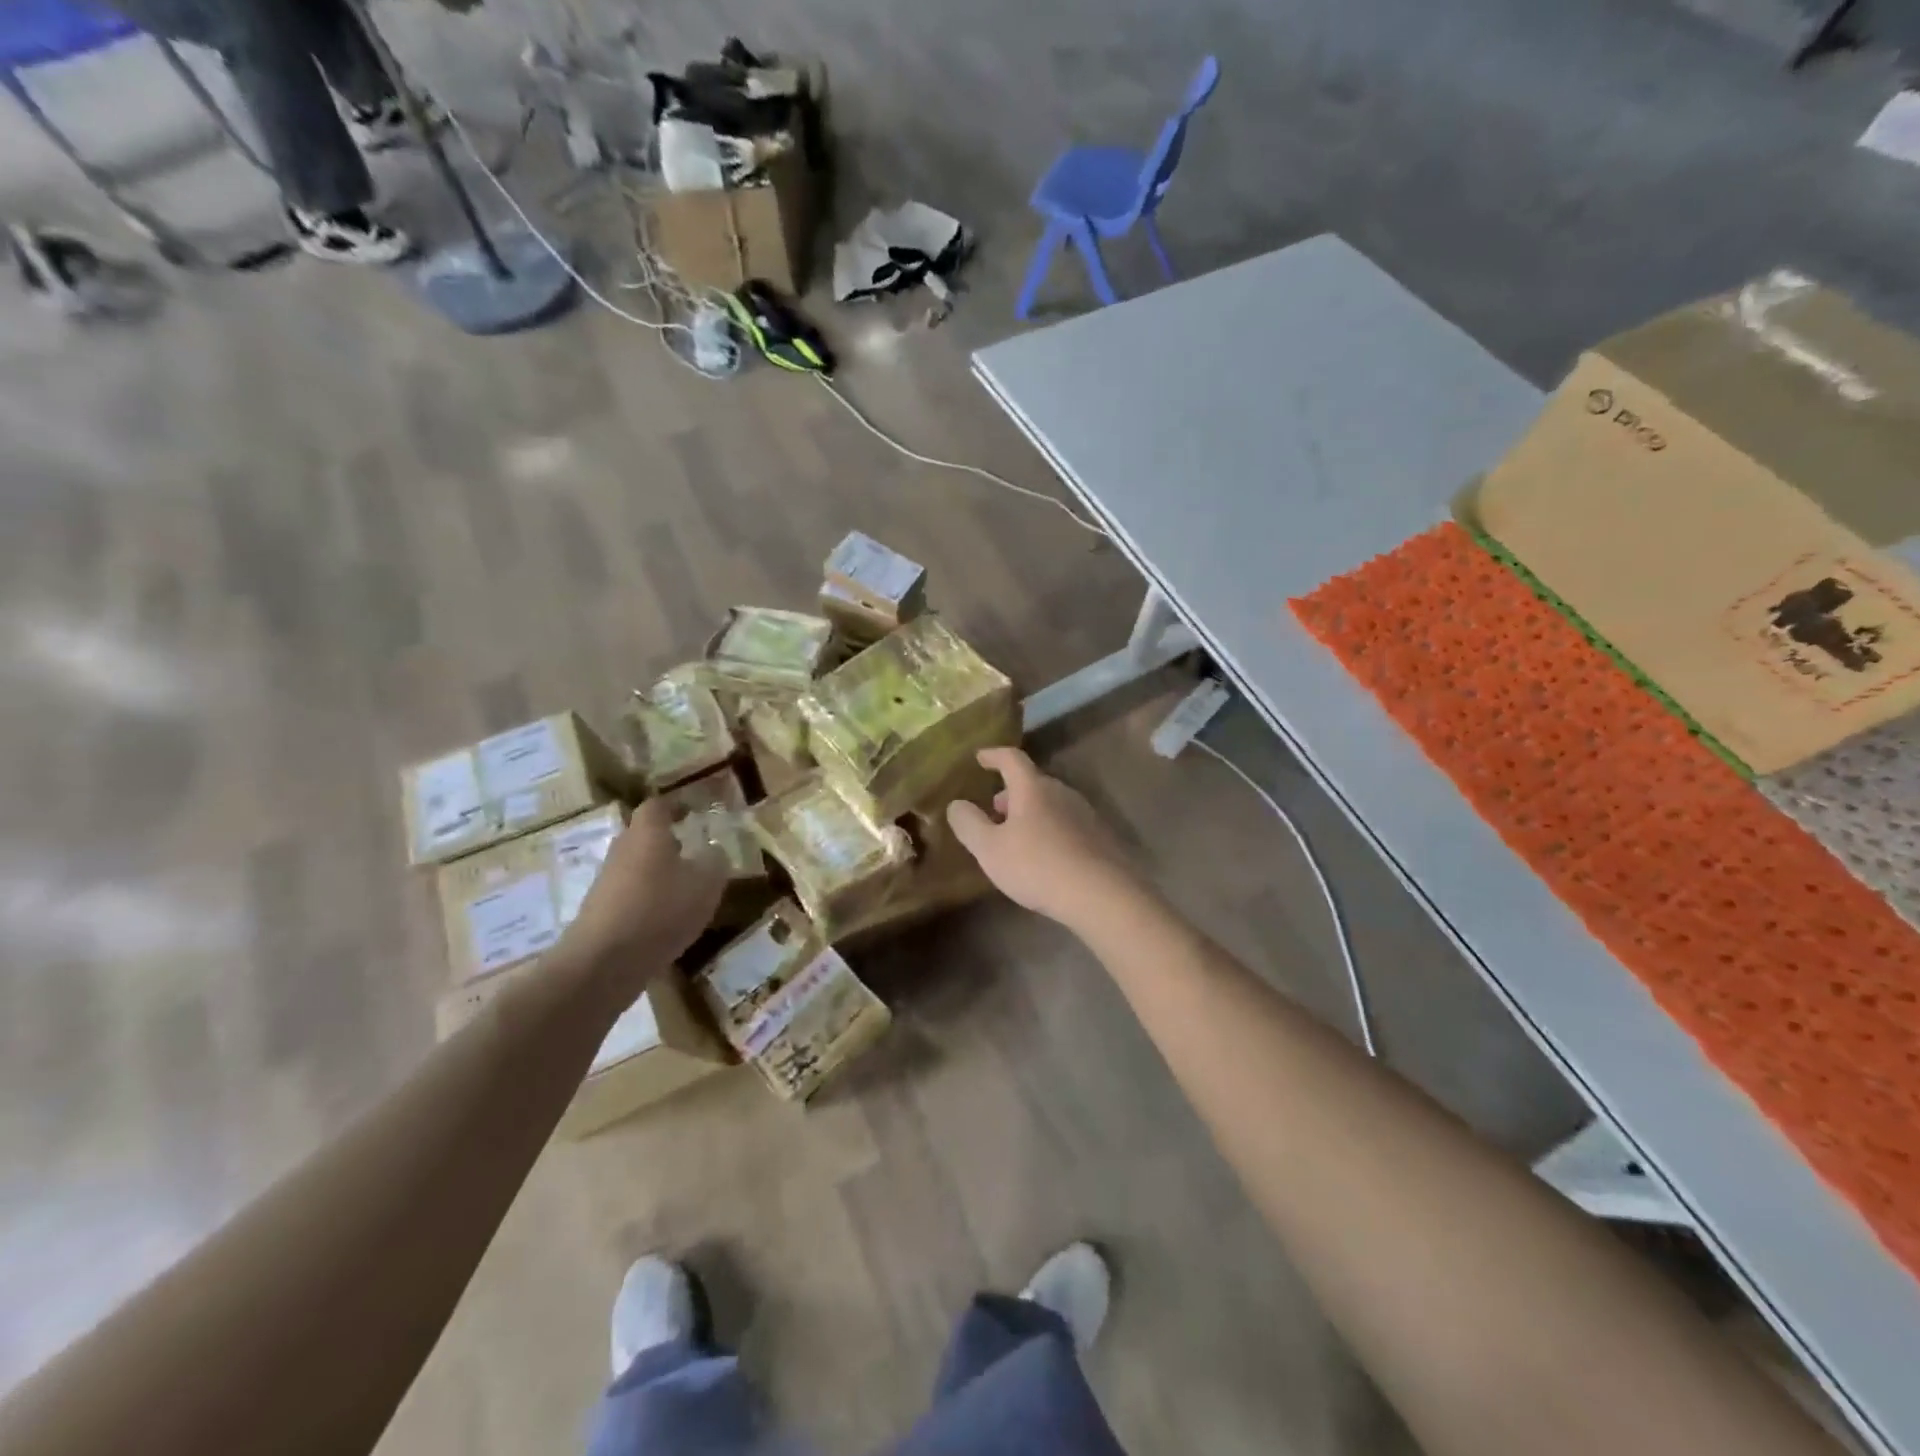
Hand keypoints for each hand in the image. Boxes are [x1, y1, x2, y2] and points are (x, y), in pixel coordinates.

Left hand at [557, 798, 725, 983]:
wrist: (603, 962)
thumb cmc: (660, 909)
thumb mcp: (707, 883)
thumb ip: (715, 861)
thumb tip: (714, 851)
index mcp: (647, 833)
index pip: (657, 805)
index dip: (676, 806)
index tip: (693, 812)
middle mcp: (622, 850)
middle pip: (643, 836)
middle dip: (668, 842)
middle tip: (695, 852)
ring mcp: (606, 882)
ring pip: (637, 867)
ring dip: (658, 874)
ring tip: (686, 890)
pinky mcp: (600, 912)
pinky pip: (630, 896)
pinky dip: (648, 901)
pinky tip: (667, 921)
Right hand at [946, 747, 1142, 930]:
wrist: (1102, 894)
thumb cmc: (1038, 866)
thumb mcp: (990, 849)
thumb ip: (969, 824)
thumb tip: (957, 804)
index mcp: (1033, 788)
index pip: (1011, 759)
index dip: (993, 755)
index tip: (980, 758)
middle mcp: (1061, 792)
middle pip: (1032, 782)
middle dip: (1010, 792)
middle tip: (994, 809)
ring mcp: (1084, 814)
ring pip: (1050, 803)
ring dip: (1030, 812)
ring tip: (1015, 836)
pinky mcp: (1100, 837)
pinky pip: (1066, 823)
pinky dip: (1048, 829)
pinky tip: (1044, 855)